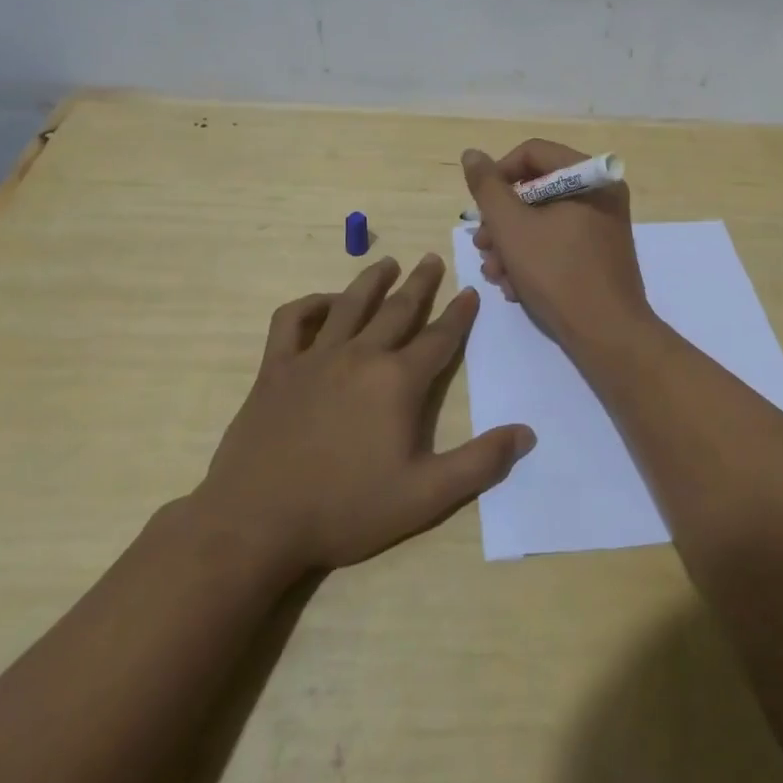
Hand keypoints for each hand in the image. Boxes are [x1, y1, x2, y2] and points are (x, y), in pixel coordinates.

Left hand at [194, 254, 534, 576]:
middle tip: (432, 259)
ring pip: (350, 304)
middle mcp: (361, 355)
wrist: (256, 522)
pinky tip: (323, 304)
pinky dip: (310, 305)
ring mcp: (315, 357)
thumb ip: (479, 463)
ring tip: (387, 263)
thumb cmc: (345, 509)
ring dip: (372, 280)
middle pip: (398, 309)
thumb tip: (526, 434)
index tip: (470, 292)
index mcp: (398, 381)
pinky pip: (293, 321)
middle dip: (420, 283)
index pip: (439, 338)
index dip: (459, 314)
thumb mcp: (425, 496)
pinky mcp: (276, 368)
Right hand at [462, 139, 652, 353]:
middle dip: (502, 220)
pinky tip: (513, 287)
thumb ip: (487, 187)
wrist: (607, 334)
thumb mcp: (512, 227)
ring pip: (543, 220)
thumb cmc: (558, 273)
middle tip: (482, 246)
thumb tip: (472, 154)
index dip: (498, 174)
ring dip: (511, 244)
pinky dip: (532, 259)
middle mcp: (601, 194)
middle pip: (536, 189)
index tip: (479, 207)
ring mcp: (602, 226)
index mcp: (589, 177)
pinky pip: (558, 242)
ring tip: (494, 273)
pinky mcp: (598, 254)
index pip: (533, 153)